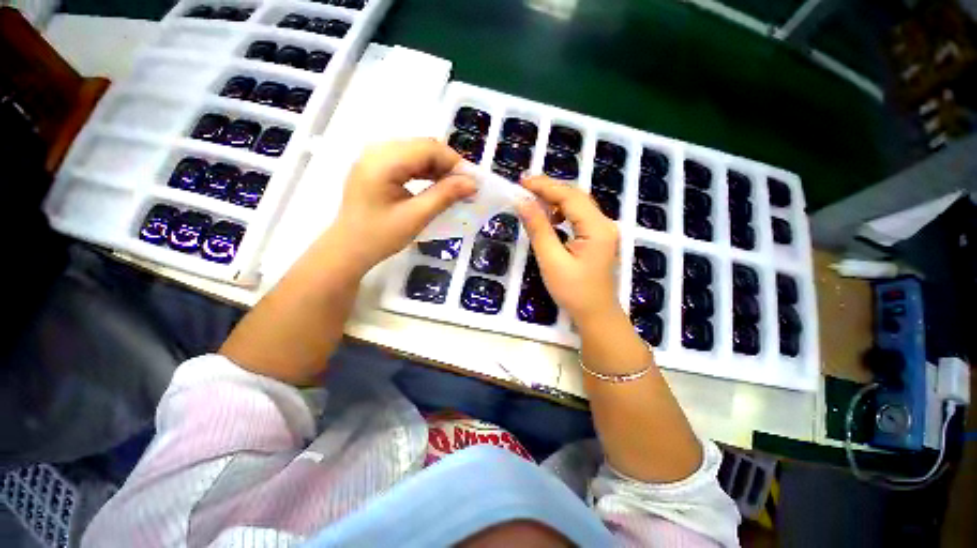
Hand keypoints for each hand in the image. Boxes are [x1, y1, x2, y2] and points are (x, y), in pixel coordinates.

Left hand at [331, 138, 476, 271]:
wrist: (348, 250)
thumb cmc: (379, 237)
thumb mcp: (416, 217)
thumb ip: (445, 196)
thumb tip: (472, 184)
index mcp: (383, 161)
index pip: (428, 148)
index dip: (454, 162)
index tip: (472, 182)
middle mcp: (377, 151)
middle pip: (422, 147)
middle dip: (447, 165)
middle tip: (465, 187)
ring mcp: (375, 158)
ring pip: (416, 153)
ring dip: (438, 168)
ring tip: (454, 188)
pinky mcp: (376, 167)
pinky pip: (407, 162)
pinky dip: (425, 172)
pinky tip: (436, 185)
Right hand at [515, 177, 620, 322]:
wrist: (596, 315)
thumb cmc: (574, 292)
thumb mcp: (552, 261)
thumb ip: (538, 229)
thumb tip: (523, 202)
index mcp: (597, 228)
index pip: (570, 197)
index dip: (545, 186)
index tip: (521, 181)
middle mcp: (604, 223)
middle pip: (576, 196)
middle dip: (549, 189)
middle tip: (524, 188)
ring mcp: (603, 230)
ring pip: (577, 205)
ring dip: (555, 200)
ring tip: (533, 202)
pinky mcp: (598, 238)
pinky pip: (579, 217)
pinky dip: (562, 212)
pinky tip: (549, 219)